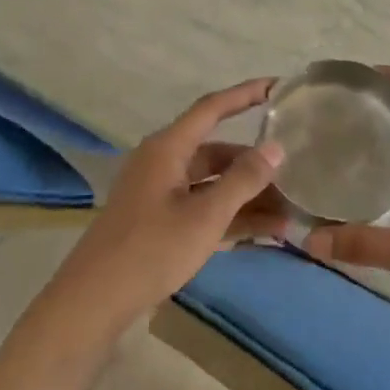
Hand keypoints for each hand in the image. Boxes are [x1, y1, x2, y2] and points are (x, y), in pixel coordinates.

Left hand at [52, 78, 288, 333]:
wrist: (94, 302)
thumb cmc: (151, 250)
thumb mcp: (205, 216)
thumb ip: (243, 180)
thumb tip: (276, 147)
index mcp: (168, 148)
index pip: (213, 108)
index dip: (246, 94)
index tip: (278, 86)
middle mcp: (164, 163)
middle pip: (217, 152)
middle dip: (256, 165)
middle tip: (296, 174)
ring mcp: (161, 194)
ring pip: (213, 183)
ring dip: (248, 196)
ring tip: (289, 211)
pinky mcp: (160, 222)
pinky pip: (203, 207)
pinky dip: (231, 216)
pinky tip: (265, 231)